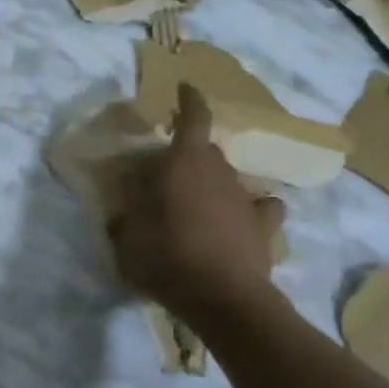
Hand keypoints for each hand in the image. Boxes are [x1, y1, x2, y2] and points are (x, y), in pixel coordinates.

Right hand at [107, 84, 285, 312]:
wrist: (224, 299)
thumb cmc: (167, 258)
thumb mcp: (127, 239)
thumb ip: (124, 219)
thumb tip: (124, 211)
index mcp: (184, 163)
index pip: (194, 117)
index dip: (190, 100)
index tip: (185, 88)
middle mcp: (218, 172)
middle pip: (207, 151)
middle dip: (191, 156)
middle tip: (171, 176)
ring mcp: (245, 198)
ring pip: (230, 179)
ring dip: (215, 185)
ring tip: (199, 206)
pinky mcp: (264, 227)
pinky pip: (261, 208)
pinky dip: (253, 210)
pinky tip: (243, 222)